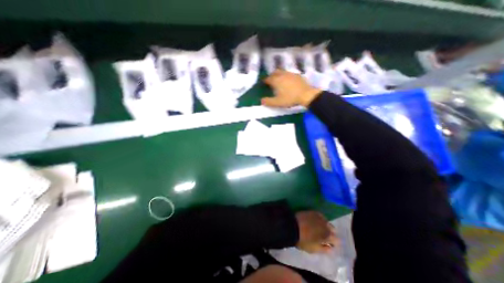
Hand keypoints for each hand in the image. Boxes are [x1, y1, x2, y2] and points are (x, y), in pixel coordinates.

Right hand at [260, 69, 322, 106]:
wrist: (306, 95)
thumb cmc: (290, 99)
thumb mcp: (277, 103)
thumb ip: (268, 102)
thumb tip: (261, 101)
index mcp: (276, 80)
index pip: (268, 78)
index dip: (265, 81)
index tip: (264, 83)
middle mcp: (283, 75)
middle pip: (275, 72)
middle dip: (272, 75)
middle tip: (271, 80)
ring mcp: (291, 74)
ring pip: (282, 71)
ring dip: (279, 75)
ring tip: (279, 80)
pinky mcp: (298, 75)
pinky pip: (289, 73)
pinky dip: (286, 76)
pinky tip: (288, 81)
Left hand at [296, 210, 337, 253]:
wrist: (292, 226)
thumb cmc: (303, 240)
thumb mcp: (314, 249)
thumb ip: (324, 249)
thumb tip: (331, 248)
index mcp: (328, 236)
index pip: (337, 240)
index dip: (333, 243)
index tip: (329, 244)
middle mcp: (326, 225)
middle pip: (333, 229)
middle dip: (330, 233)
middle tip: (323, 236)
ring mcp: (319, 217)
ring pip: (327, 221)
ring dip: (325, 225)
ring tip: (318, 228)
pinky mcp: (313, 211)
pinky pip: (320, 215)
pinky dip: (319, 219)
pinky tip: (315, 221)